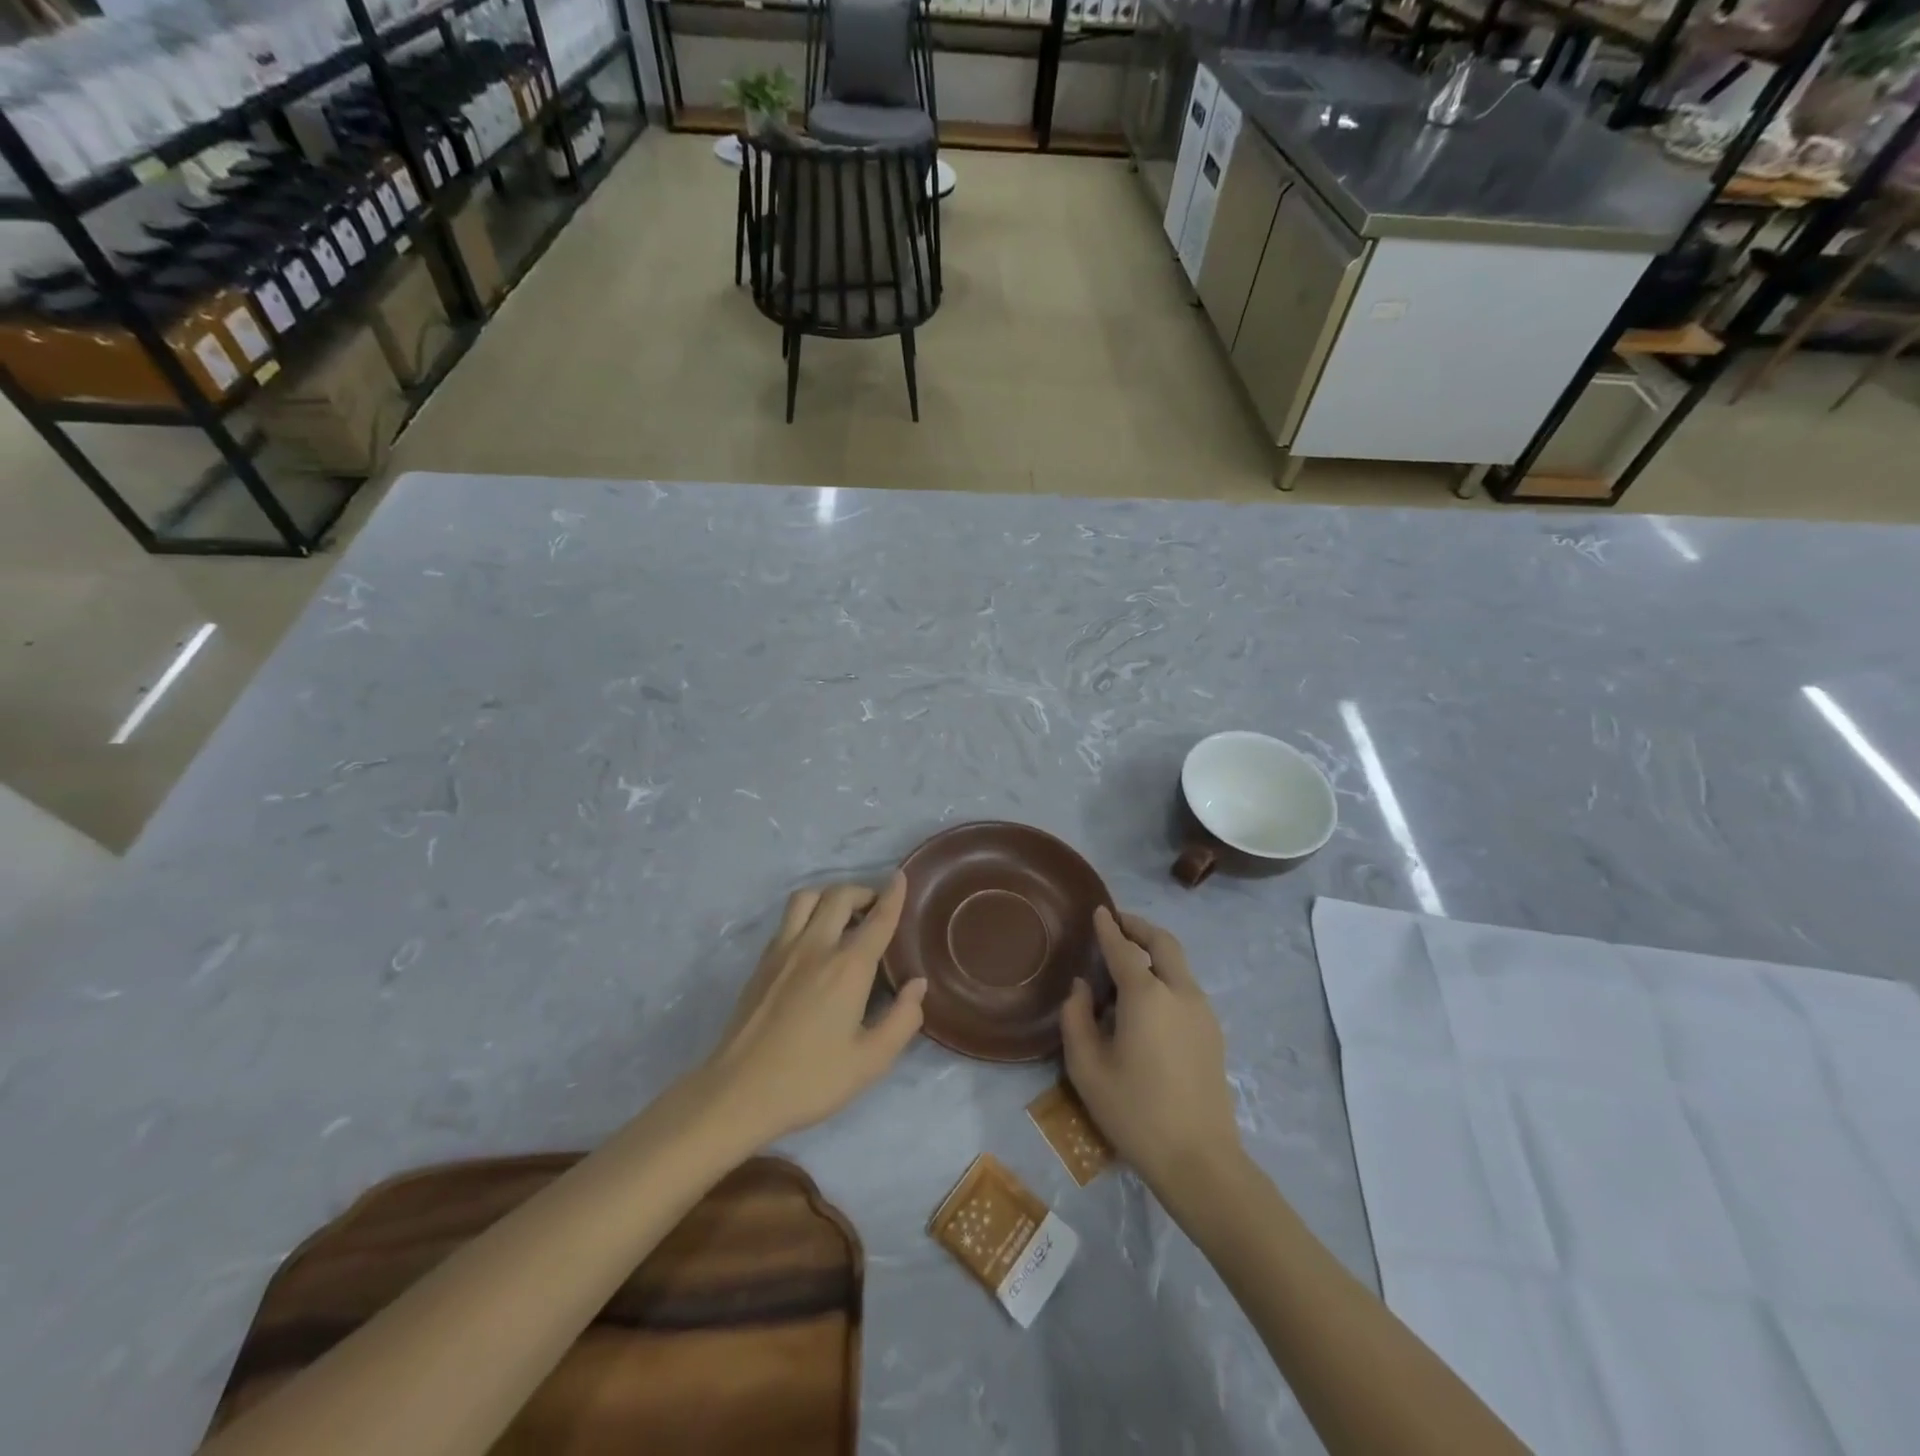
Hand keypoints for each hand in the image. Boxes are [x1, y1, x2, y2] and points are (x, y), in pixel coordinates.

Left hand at [702, 875, 926, 1147]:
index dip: (893, 895)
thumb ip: (903, 1019)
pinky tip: (814, 940)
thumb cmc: (810, 1080)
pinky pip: (788, 919)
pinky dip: (808, 913)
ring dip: (830, 896)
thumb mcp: (870, 1061)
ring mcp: (783, 951)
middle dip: (863, 892)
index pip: (878, 919)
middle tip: (876, 909)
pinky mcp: (762, 962)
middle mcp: (816, 946)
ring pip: (807, 898)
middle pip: (840, 896)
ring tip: (843, 916)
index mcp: (848, 968)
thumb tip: (917, 984)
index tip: (901, 877)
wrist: (738, 1092)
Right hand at [1061, 907, 1240, 1192]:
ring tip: (1129, 958)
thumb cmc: (1134, 1112)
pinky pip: (1186, 986)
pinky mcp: (1213, 1033)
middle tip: (1118, 922)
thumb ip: (1076, 1018)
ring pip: (1179, 963)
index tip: (1099, 910)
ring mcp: (1202, 1012)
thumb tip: (1081, 988)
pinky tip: (1149, 997)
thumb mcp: (1087, 1068)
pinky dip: (1166, 973)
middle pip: (1163, 942)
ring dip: (1155, 949)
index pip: (1123, 948)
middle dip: (1139, 927)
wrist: (1200, 1160)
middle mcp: (1179, 992)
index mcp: (1146, 995)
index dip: (1108, 927)